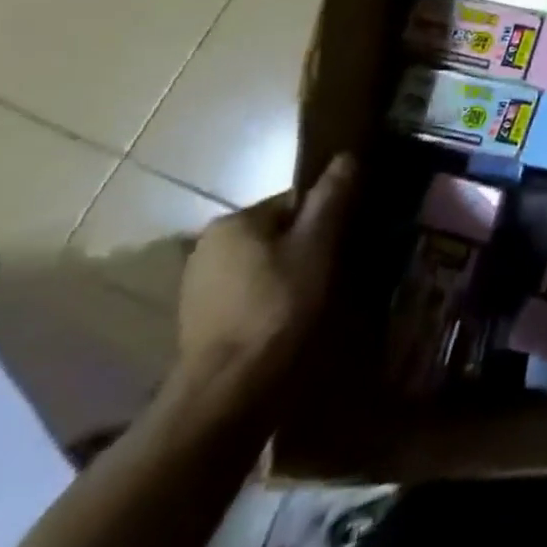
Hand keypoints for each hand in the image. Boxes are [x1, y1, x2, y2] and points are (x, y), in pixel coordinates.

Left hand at [176, 152, 358, 397]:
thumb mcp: (316, 244)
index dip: (327, 218)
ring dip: (289, 274)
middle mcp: (208, 246)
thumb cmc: (277, 306)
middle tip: (337, 269)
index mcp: (234, 222)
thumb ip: (331, 197)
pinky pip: (248, 293)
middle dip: (307, 246)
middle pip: (278, 233)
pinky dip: (270, 299)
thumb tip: (347, 155)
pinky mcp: (199, 321)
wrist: (228, 391)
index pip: (294, 202)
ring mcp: (198, 286)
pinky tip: (289, 319)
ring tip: (317, 297)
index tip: (348, 241)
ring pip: (263, 265)